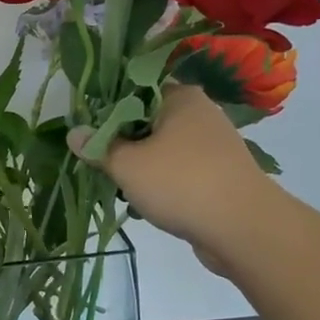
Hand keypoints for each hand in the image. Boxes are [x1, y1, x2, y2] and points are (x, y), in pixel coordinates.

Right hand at [69, 85, 269, 260]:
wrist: (245, 230)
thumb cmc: (181, 184)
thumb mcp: (127, 165)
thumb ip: (98, 147)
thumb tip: (73, 133)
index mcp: (181, 97)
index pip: (134, 90)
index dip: (107, 108)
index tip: (87, 129)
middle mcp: (200, 113)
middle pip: (147, 120)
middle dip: (121, 142)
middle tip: (99, 161)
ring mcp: (214, 145)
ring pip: (162, 148)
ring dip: (140, 165)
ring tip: (120, 186)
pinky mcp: (220, 174)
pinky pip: (179, 170)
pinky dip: (162, 182)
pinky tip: (145, 203)